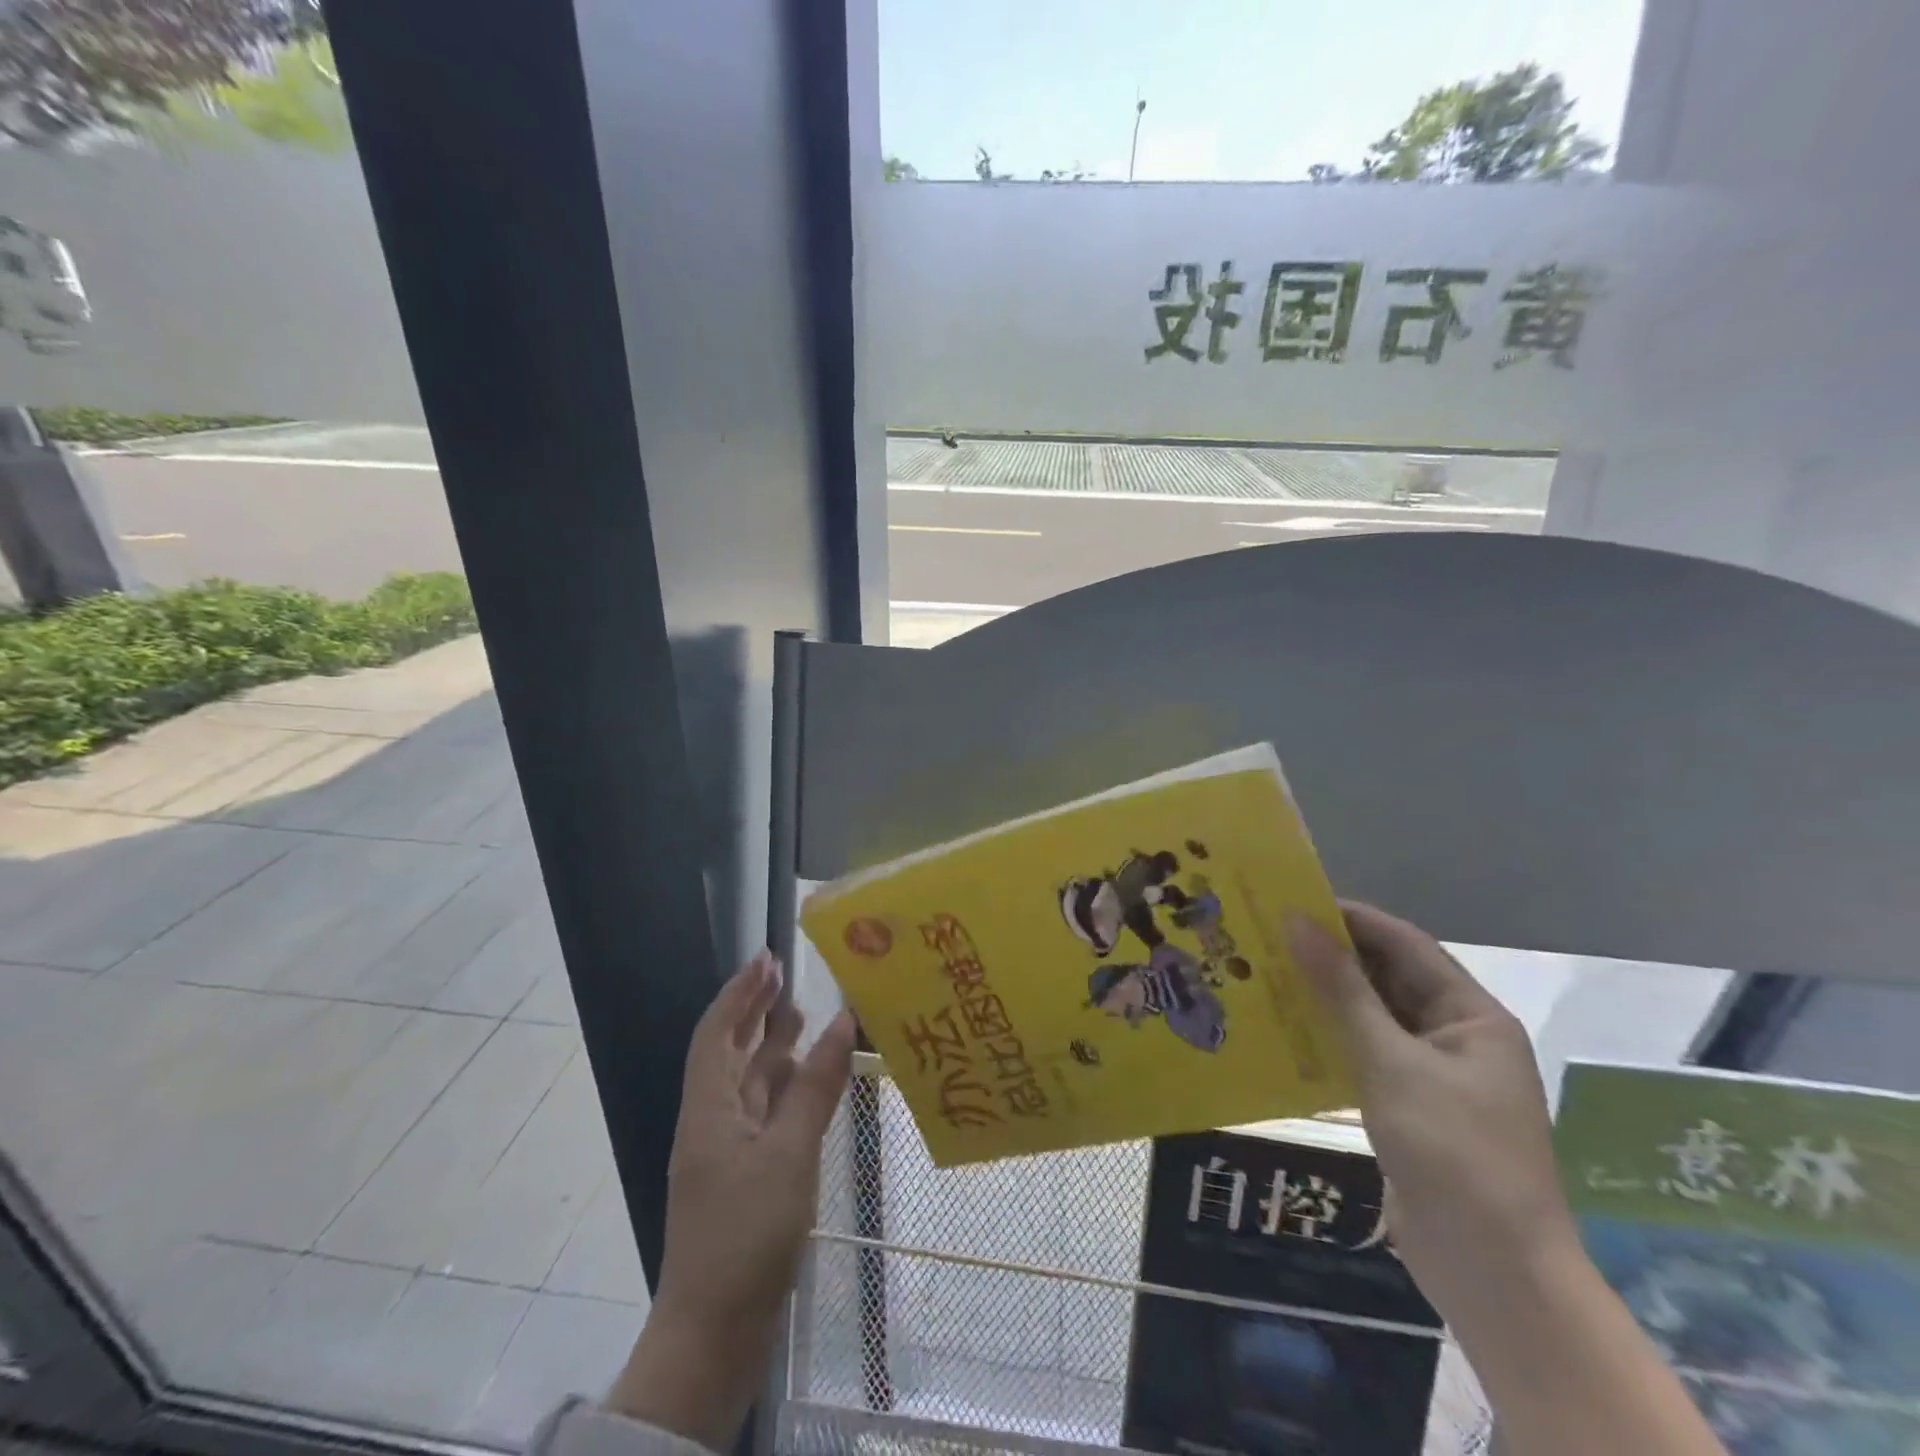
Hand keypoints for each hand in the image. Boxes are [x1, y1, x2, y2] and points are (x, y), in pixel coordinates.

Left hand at [608, 950, 856, 1450]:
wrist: (714, 1333)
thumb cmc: (746, 1234)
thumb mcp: (788, 1152)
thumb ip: (815, 1086)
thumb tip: (842, 1022)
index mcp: (709, 1108)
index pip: (718, 1031)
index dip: (740, 990)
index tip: (768, 957)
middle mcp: (714, 1120)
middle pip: (732, 1051)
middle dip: (756, 1011)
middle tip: (788, 975)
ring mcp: (728, 1150)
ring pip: (751, 1082)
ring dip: (774, 1046)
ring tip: (804, 1014)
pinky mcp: (745, 1175)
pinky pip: (766, 1112)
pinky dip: (787, 1087)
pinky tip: (811, 1080)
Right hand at [1286, 902, 1579, 1325]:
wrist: (1493, 1275)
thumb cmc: (1453, 1153)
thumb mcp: (1391, 1063)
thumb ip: (1342, 990)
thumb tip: (1297, 922)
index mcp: (1470, 1016)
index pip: (1404, 944)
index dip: (1349, 918)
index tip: (1288, 900)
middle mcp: (1454, 1037)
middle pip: (1386, 978)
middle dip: (1329, 956)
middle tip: (1262, 936)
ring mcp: (1432, 1075)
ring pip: (1370, 1017)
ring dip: (1322, 997)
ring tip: (1260, 974)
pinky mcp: (1408, 1108)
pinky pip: (1363, 1055)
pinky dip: (1326, 1039)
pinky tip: (1280, 1031)